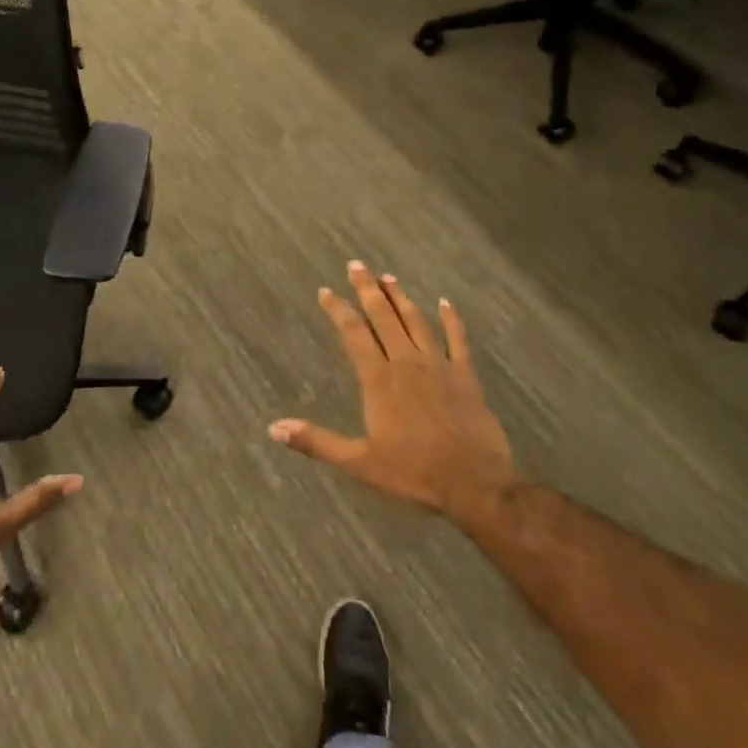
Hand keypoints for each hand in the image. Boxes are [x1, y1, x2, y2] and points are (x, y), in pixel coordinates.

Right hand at [270, 261, 519, 531]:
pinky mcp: (465, 375)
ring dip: (400, 298)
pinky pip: (457, 339)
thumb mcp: (358, 462)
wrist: (474, 483)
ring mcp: (438, 365)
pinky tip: (444, 303)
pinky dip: (451, 319)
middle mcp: (406, 363)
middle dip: (367, 290)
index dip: (338, 310)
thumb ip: (317, 441)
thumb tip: (274, 429)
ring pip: (416, 322)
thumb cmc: (413, 473)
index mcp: (378, 380)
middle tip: (357, 265)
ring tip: (388, 278)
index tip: (326, 291)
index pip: (353, 334)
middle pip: (383, 318)